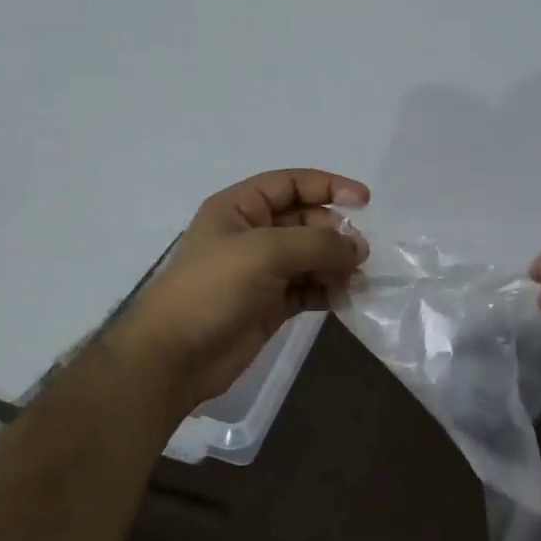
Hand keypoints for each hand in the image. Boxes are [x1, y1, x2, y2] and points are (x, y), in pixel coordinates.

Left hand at [114, 169, 369, 408]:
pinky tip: (346, 298)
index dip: (328, 186)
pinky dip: (328, 291)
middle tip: (359, 255)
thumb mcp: (264, 252)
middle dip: (335, 234)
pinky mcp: (271, 305)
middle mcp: (252, 234)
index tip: (365, 201)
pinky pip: (309, 289)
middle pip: (306, 221)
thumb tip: (358, 249)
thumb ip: (316, 243)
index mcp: (240, 208)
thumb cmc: (212, 289)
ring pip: (311, 258)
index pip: (291, 184)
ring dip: (336, 265)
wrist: (175, 356)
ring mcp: (262, 272)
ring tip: (358, 280)